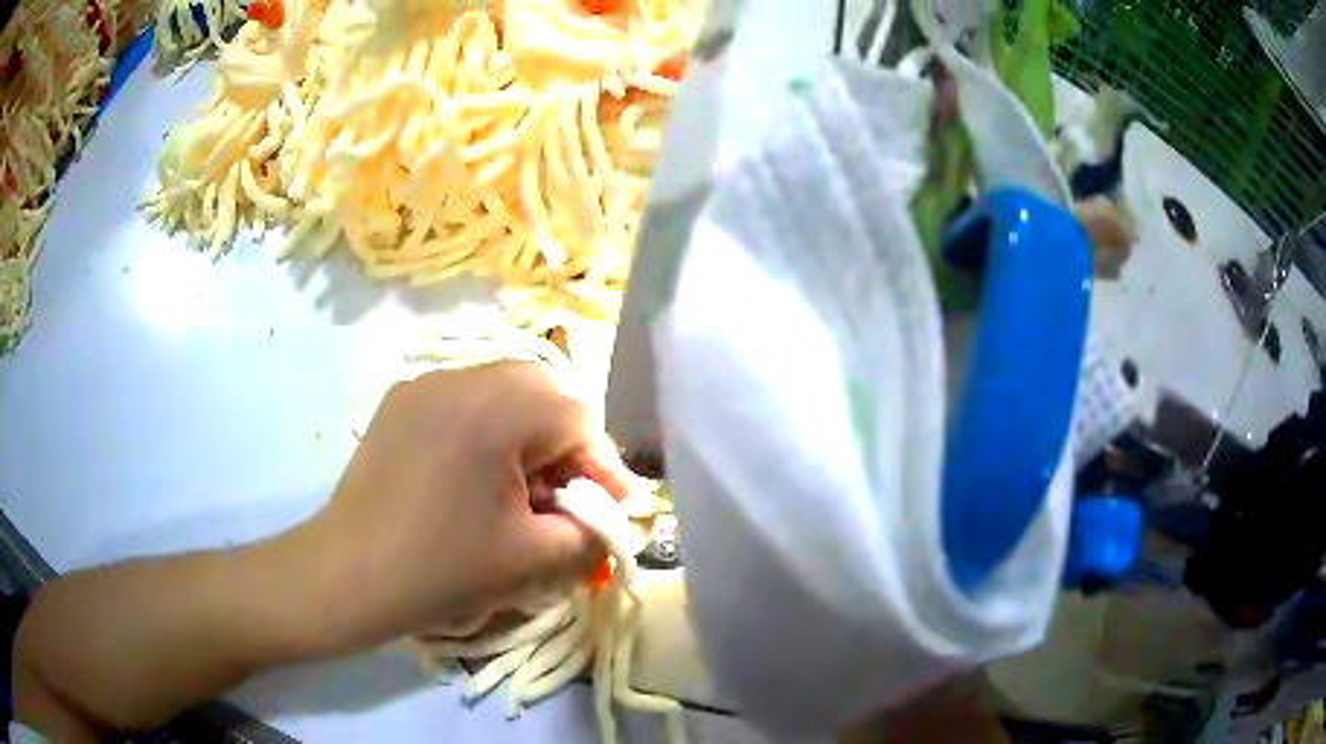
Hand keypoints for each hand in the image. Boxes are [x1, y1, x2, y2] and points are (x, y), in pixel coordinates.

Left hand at [298, 362, 633, 648]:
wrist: (348, 574)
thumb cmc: (442, 568)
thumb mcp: (535, 559)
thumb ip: (593, 533)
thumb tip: (611, 518)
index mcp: (497, 409)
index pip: (578, 416)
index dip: (600, 464)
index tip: (607, 508)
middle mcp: (461, 378)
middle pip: (541, 391)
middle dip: (564, 442)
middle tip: (562, 494)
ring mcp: (423, 385)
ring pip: (501, 391)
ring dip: (525, 433)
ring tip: (518, 487)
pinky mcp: (399, 401)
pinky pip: (462, 401)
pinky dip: (485, 430)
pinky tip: (473, 476)